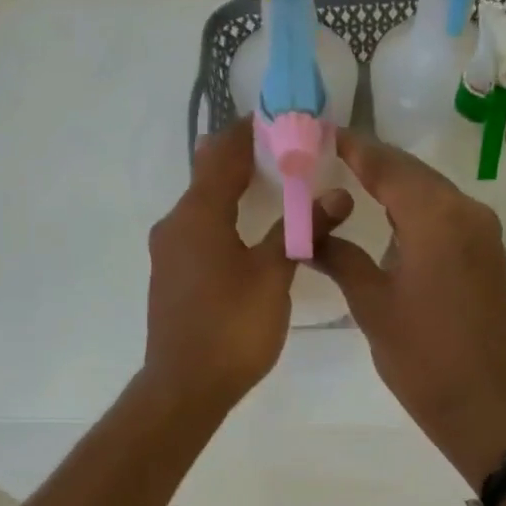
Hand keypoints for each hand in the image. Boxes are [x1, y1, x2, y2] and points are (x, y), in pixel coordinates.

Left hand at [140, 119, 350, 415]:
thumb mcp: (273, 276)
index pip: (222, 153)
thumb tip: (336, 194)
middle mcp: (175, 224)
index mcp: (198, 214)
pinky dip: (225, 221)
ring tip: (276, 191)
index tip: (281, 119)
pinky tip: (251, 235)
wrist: (185, 386)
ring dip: (235, 193)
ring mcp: (169, 253)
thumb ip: (302, 230)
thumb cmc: (232, 328)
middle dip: (245, 160)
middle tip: (288, 154)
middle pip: (209, 176)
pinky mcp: (171, 277)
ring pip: (203, 207)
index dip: (250, 131)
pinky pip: (199, 233)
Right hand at [314, 131, 505, 484]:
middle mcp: (466, 212)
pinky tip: (389, 219)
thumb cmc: (421, 357)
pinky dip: (415, 210)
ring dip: (394, 185)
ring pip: (431, 193)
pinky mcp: (487, 256)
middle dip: (371, 162)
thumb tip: (308, 234)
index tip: (319, 132)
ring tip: (350, 182)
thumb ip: (341, 257)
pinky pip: (447, 216)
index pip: (387, 165)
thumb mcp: (371, 304)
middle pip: (412, 173)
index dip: (352, 147)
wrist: (481, 403)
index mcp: (435, 218)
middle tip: (326, 156)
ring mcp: (482, 234)